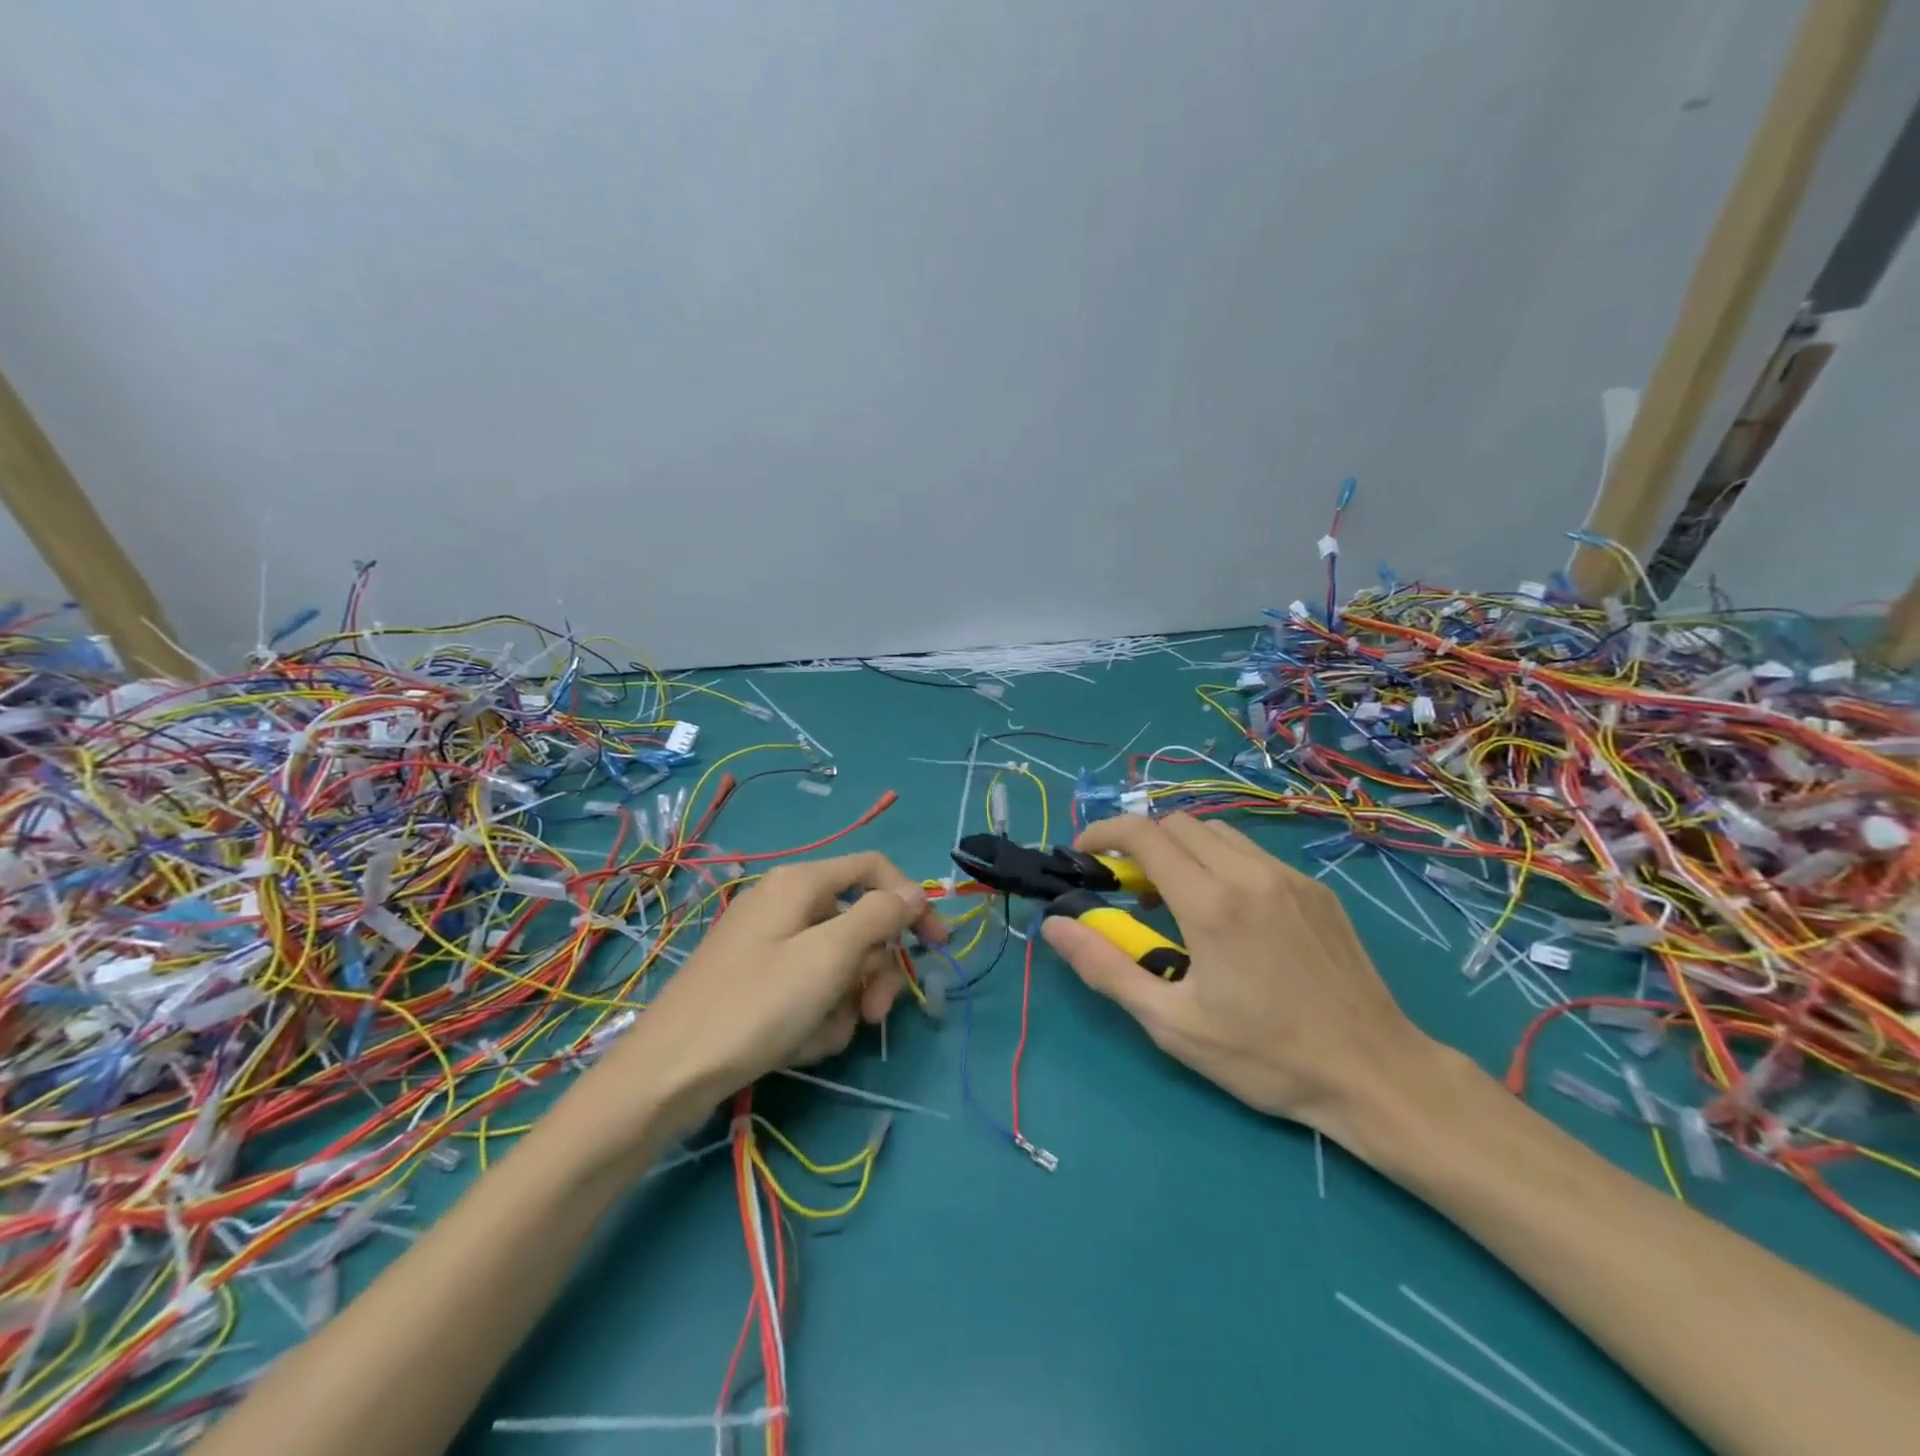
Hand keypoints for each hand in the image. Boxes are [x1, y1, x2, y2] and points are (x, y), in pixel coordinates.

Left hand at [609, 851, 945, 1120]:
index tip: (936, 945)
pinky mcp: (759, 982)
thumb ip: (879, 915)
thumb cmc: (757, 1005)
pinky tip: (799, 1045)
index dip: (912, 900)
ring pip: (838, 964)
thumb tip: (913, 891)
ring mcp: (770, 945)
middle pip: (859, 923)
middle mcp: (787, 904)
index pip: (874, 870)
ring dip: (846, 1001)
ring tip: (824, 1034)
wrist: (669, 1073)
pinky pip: (809, 989)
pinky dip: (816, 1016)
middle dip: (875, 969)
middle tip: (877, 1012)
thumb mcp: (830, 956)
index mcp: (802, 883)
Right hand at [1039, 813, 1431, 1145]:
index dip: (1104, 833)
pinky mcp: (1316, 889)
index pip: (1144, 834)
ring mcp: (1289, 877)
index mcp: (1211, 904)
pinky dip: (1220, 862)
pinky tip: (1227, 911)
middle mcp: (1249, 874)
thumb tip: (1055, 925)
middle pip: (1177, 823)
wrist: (1376, 1074)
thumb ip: (1106, 968)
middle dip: (1141, 841)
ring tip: (1175, 897)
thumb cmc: (1265, 1056)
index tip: (1084, 854)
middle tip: (1129, 886)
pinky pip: (1253, 853)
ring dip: (1181, 849)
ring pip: (1217, 833)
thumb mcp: (1172, 1024)